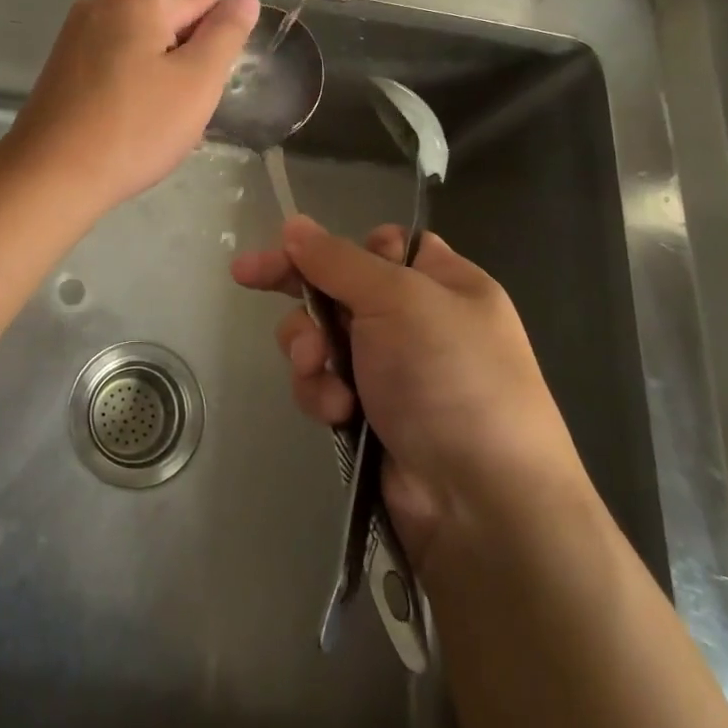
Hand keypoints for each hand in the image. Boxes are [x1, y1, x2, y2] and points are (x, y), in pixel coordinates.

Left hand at [7, 0, 258, 214]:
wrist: (52, 176)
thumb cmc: (135, 128)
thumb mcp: (197, 82)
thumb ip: (226, 34)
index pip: (205, 4)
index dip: (219, 46)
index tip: (210, 88)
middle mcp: (102, 3)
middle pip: (171, 23)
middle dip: (188, 63)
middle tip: (185, 111)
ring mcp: (76, 33)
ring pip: (143, 48)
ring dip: (162, 79)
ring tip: (157, 122)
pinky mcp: (62, 64)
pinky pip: (115, 64)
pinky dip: (132, 87)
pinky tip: (130, 122)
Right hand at [231, 217, 587, 569]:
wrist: (480, 504)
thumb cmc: (449, 378)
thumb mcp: (397, 300)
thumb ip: (337, 260)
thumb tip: (293, 223)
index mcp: (444, 283)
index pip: (382, 244)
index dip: (342, 247)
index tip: (295, 246)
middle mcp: (419, 322)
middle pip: (340, 288)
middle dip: (303, 294)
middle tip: (247, 276)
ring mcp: (394, 371)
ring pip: (323, 337)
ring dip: (310, 349)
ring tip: (317, 368)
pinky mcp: (370, 415)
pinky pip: (325, 383)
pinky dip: (322, 392)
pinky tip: (336, 412)